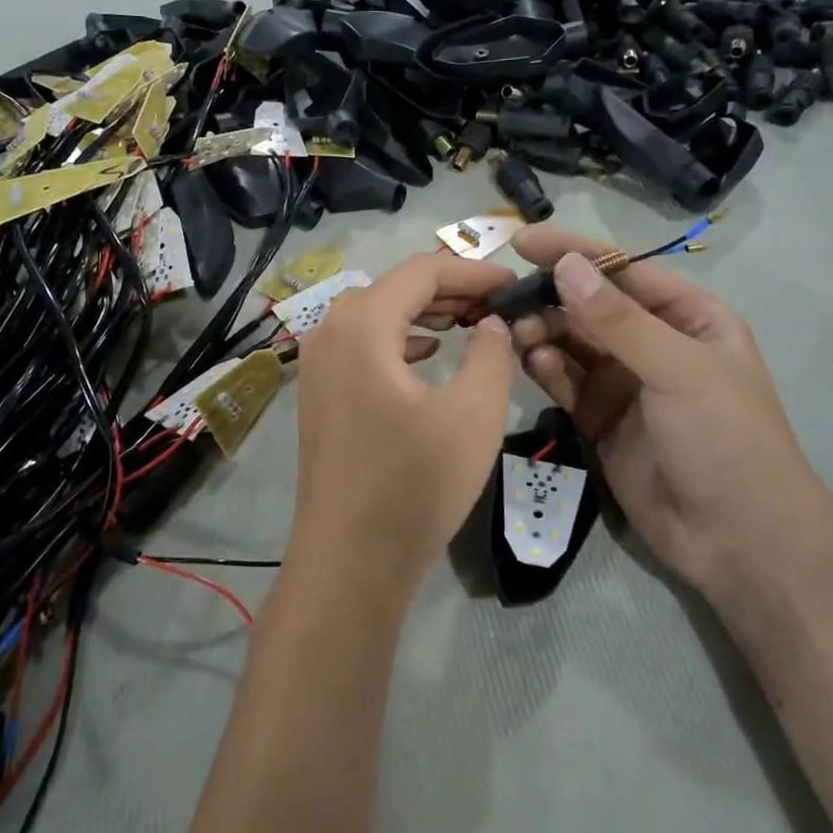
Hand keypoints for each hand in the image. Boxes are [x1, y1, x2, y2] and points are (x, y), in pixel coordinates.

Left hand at [289, 253, 516, 602]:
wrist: (350, 561)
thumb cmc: (414, 485)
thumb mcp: (473, 414)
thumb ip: (491, 353)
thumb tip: (490, 322)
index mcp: (360, 325)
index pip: (421, 271)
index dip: (473, 270)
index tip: (514, 282)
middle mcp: (328, 332)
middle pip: (395, 289)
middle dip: (450, 290)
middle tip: (499, 304)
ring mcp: (317, 364)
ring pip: (377, 317)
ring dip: (425, 314)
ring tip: (472, 322)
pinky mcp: (320, 393)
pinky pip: (364, 346)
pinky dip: (401, 340)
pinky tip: (430, 354)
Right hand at [508, 226, 832, 597]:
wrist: (740, 543)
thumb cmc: (726, 441)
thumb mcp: (679, 371)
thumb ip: (618, 320)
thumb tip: (565, 265)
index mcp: (687, 318)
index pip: (623, 272)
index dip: (573, 253)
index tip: (521, 242)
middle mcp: (653, 343)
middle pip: (589, 306)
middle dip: (549, 298)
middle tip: (506, 299)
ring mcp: (624, 382)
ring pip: (571, 342)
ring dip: (542, 332)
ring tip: (513, 332)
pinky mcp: (598, 417)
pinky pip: (564, 380)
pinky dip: (544, 368)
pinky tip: (530, 362)